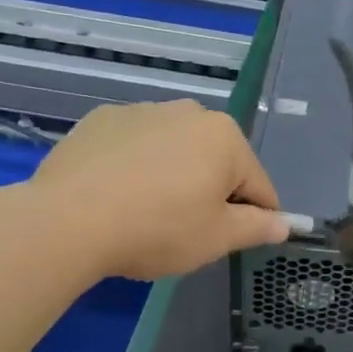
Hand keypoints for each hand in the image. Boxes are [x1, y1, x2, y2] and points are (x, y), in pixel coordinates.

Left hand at [28, 100, 286, 280]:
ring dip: (174, 174)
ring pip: (175, 149)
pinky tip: (116, 193)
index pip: (258, 185)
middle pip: (217, 160)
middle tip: (184, 228)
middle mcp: (190, 112)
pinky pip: (135, 144)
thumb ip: (258, 227)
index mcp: (226, 138)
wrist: (66, 221)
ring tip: (146, 211)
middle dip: (210, 191)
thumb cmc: (157, 229)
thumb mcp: (217, 238)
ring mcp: (143, 111)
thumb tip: (286, 224)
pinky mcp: (102, 119)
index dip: (254, 218)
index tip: (233, 240)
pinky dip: (135, 164)